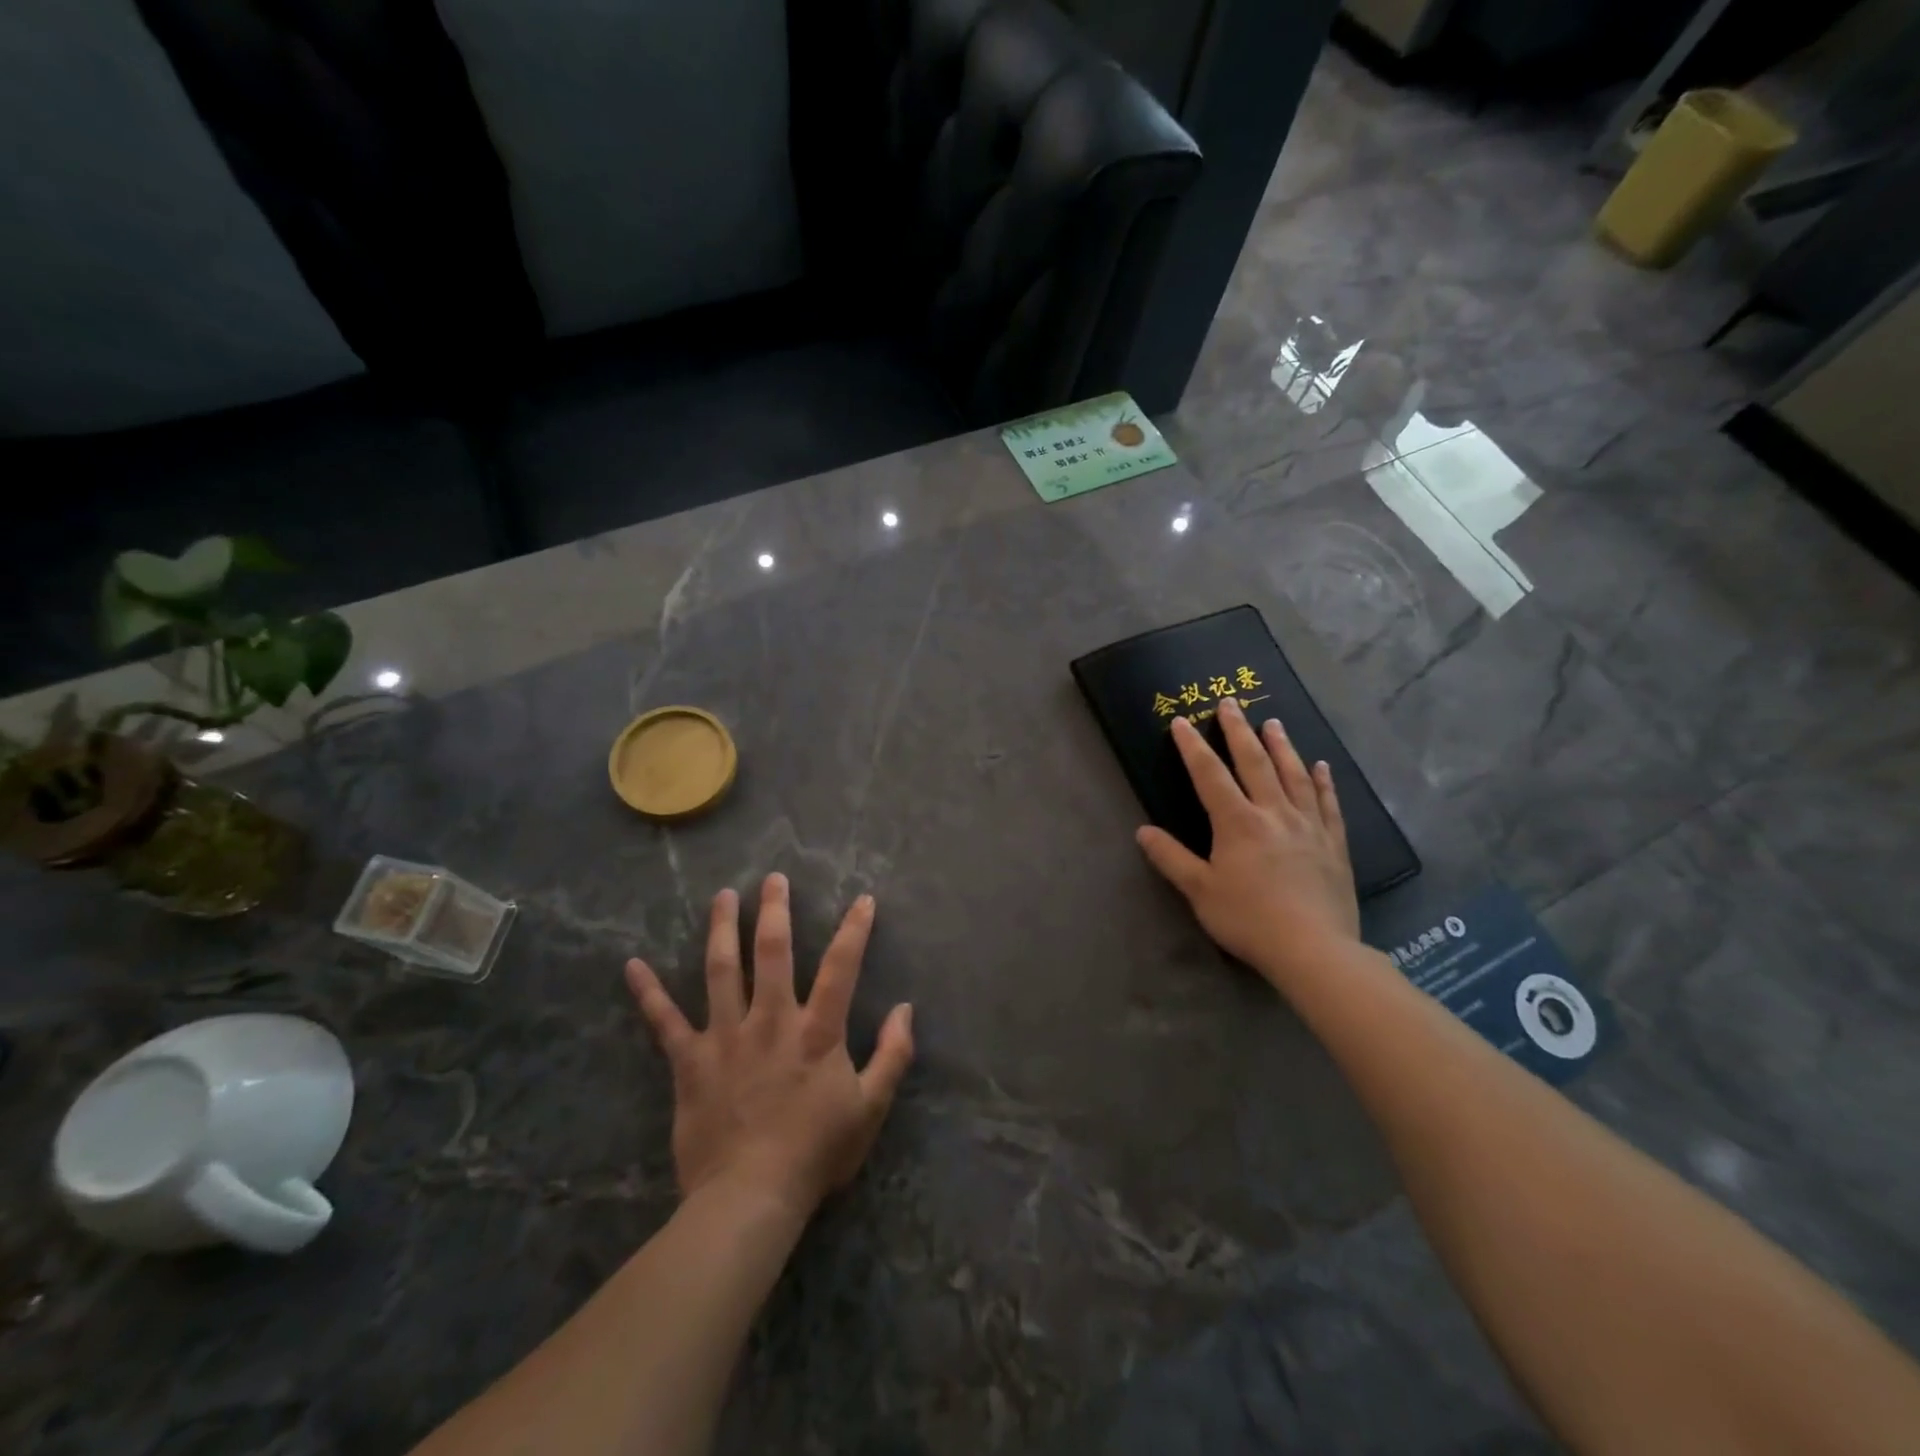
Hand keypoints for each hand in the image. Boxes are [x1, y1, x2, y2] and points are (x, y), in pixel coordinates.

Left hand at [625, 874, 914, 1218]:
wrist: (751, 1198)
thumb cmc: (816, 1152)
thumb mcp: (871, 1108)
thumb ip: (893, 1055)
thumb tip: (905, 1009)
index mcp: (817, 1031)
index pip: (841, 967)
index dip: (854, 929)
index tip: (862, 899)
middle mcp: (771, 1020)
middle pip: (772, 952)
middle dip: (774, 910)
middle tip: (773, 878)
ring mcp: (726, 1037)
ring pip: (721, 970)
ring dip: (721, 928)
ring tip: (722, 896)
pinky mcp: (690, 1062)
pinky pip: (664, 1021)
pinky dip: (648, 993)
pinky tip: (631, 966)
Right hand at [1135, 696, 1360, 989]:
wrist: (1314, 949)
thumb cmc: (1249, 919)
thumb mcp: (1199, 892)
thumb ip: (1171, 858)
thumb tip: (1143, 831)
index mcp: (1237, 822)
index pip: (1210, 775)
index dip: (1192, 747)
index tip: (1181, 722)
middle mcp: (1273, 813)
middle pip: (1255, 762)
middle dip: (1239, 731)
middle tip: (1232, 703)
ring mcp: (1308, 826)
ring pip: (1293, 775)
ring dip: (1281, 746)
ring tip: (1273, 722)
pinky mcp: (1334, 844)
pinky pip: (1328, 804)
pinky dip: (1322, 782)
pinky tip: (1320, 766)